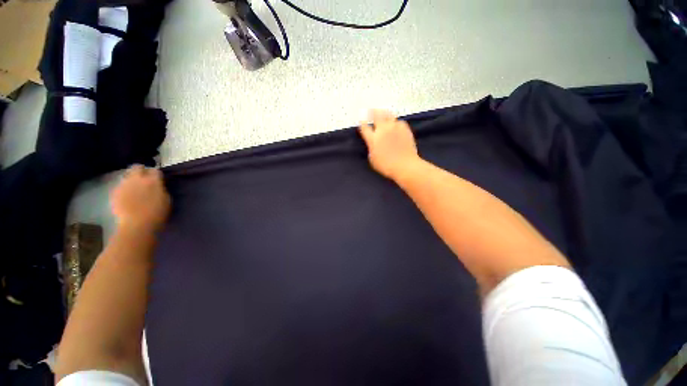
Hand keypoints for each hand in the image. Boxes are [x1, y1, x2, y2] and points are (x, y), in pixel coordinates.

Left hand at [111, 165, 170, 232]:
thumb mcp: (166, 200)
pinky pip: (120, 186)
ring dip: (132, 180)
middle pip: (137, 167)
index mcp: (153, 181)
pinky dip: (124, 189)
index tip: (158, 180)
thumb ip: (161, 189)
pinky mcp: (114, 193)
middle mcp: (137, 179)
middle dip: (141, 171)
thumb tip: (158, 186)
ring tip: (135, 189)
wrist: (136, 225)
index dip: (157, 175)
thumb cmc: (157, 214)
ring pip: (126, 176)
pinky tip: (128, 197)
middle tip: (145, 180)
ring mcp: (124, 185)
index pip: (155, 170)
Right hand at [359, 110, 420, 180]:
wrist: (405, 165)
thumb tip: (372, 143)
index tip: (361, 120)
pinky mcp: (404, 128)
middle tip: (371, 110)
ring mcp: (394, 127)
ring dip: (384, 113)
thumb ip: (371, 148)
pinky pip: (398, 121)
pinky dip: (395, 121)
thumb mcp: (373, 159)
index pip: (364, 127)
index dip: (362, 122)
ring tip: (383, 112)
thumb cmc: (386, 166)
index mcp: (373, 139)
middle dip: (372, 112)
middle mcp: (383, 130)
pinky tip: (395, 124)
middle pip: (376, 115)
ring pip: (388, 114)